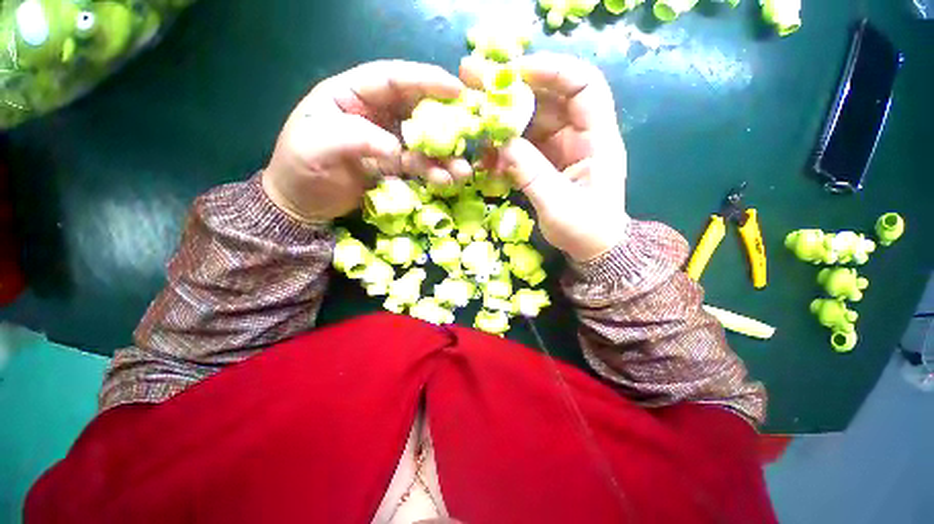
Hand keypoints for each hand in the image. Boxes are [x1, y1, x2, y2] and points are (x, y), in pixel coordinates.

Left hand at [263, 61, 472, 222]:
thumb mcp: (316, 147)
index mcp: (350, 95)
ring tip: (462, 171)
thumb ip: (354, 138)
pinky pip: (419, 166)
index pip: (391, 79)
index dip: (425, 80)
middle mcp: (374, 114)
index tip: (456, 89)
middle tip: (469, 131)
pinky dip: (434, 172)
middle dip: (444, 119)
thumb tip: (396, 148)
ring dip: (444, 155)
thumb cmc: (300, 169)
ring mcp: (387, 141)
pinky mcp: (394, 166)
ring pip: (422, 142)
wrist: (303, 204)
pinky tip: (446, 181)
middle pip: (415, 108)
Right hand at [460, 53, 628, 261]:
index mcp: (597, 140)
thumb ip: (532, 174)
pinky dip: (505, 149)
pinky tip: (489, 161)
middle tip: (476, 86)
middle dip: (514, 92)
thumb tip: (503, 144)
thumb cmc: (585, 229)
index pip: (584, 85)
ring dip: (504, 124)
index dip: (552, 70)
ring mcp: (562, 148)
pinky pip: (525, 145)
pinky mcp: (548, 162)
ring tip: (477, 130)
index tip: (514, 73)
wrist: (592, 248)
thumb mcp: (558, 205)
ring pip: (532, 122)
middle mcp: (581, 136)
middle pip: (550, 99)